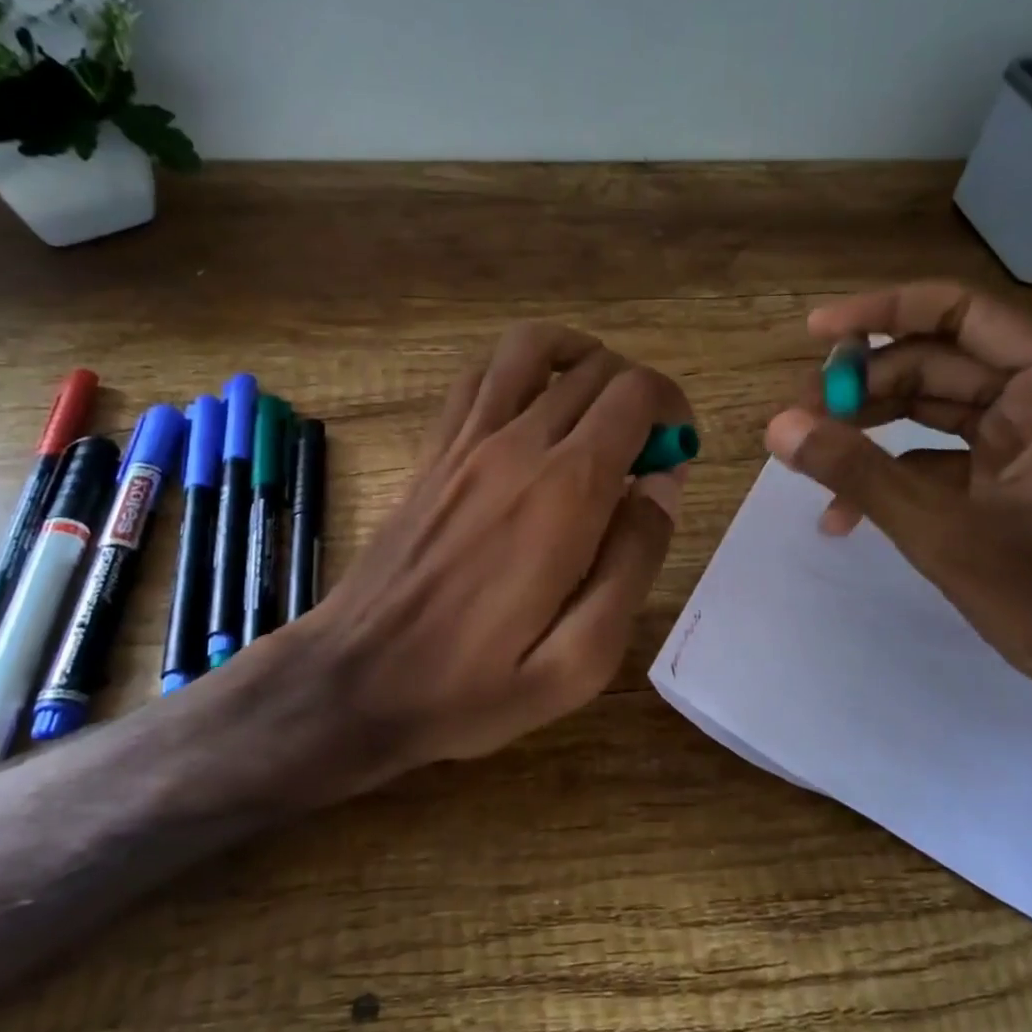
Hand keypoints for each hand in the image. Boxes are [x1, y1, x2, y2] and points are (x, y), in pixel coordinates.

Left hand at [305, 323, 689, 769]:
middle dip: (637, 393)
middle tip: (642, 452)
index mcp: (564, 494)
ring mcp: (466, 441)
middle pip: (594, 368)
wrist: (356, 680)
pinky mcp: (433, 451)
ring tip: (596, 405)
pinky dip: (519, 368)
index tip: (675, 454)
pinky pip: (479, 375)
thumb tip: (662, 486)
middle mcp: (516, 446)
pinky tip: (532, 406)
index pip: (634, 395)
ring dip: (579, 359)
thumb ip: (635, 561)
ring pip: (532, 348)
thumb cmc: (475, 684)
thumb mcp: (582, 659)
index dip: (671, 408)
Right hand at [764, 281, 1031, 725]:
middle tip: (797, 414)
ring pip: (932, 407)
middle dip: (864, 386)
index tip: (815, 332)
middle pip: (937, 361)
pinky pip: (939, 456)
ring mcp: (1031, 439)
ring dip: (869, 428)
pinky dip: (892, 475)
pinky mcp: (1012, 478)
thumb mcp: (945, 532)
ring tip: (807, 452)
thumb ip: (858, 473)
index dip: (882, 312)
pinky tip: (840, 513)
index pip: (961, 313)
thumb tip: (777, 427)